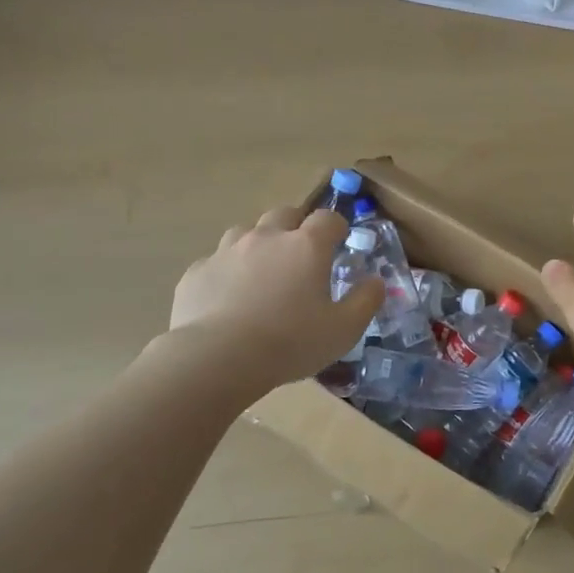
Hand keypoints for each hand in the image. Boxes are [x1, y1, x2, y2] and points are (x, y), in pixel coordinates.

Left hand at [161, 206, 381, 394]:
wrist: (217, 359)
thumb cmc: (290, 342)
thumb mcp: (344, 329)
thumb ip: (366, 301)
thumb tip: (376, 282)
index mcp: (307, 246)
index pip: (327, 218)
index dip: (336, 226)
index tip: (340, 241)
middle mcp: (267, 237)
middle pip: (285, 213)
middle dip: (296, 225)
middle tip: (302, 253)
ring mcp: (227, 251)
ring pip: (246, 231)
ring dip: (259, 242)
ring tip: (263, 271)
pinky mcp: (197, 272)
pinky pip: (216, 260)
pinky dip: (228, 270)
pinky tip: (229, 296)